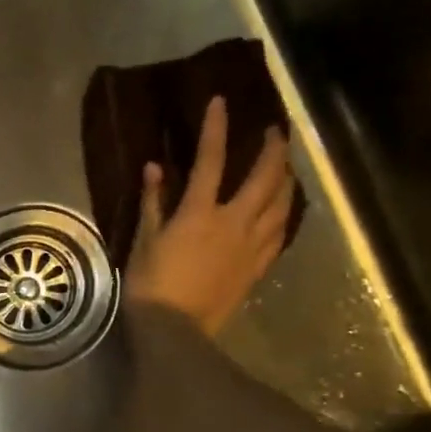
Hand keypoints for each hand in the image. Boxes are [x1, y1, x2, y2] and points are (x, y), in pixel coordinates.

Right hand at [124, 97, 293, 333]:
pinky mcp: (257, 267)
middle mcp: (234, 222)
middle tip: (276, 132)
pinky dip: (284, 215)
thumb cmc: (150, 285)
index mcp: (200, 213)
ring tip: (287, 167)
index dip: (216, 128)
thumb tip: (154, 168)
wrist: (175, 329)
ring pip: (281, 204)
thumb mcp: (144, 241)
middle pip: (264, 177)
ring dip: (286, 179)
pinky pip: (279, 234)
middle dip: (273, 149)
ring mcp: (251, 246)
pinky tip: (284, 210)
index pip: (211, 160)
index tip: (221, 101)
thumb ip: (153, 203)